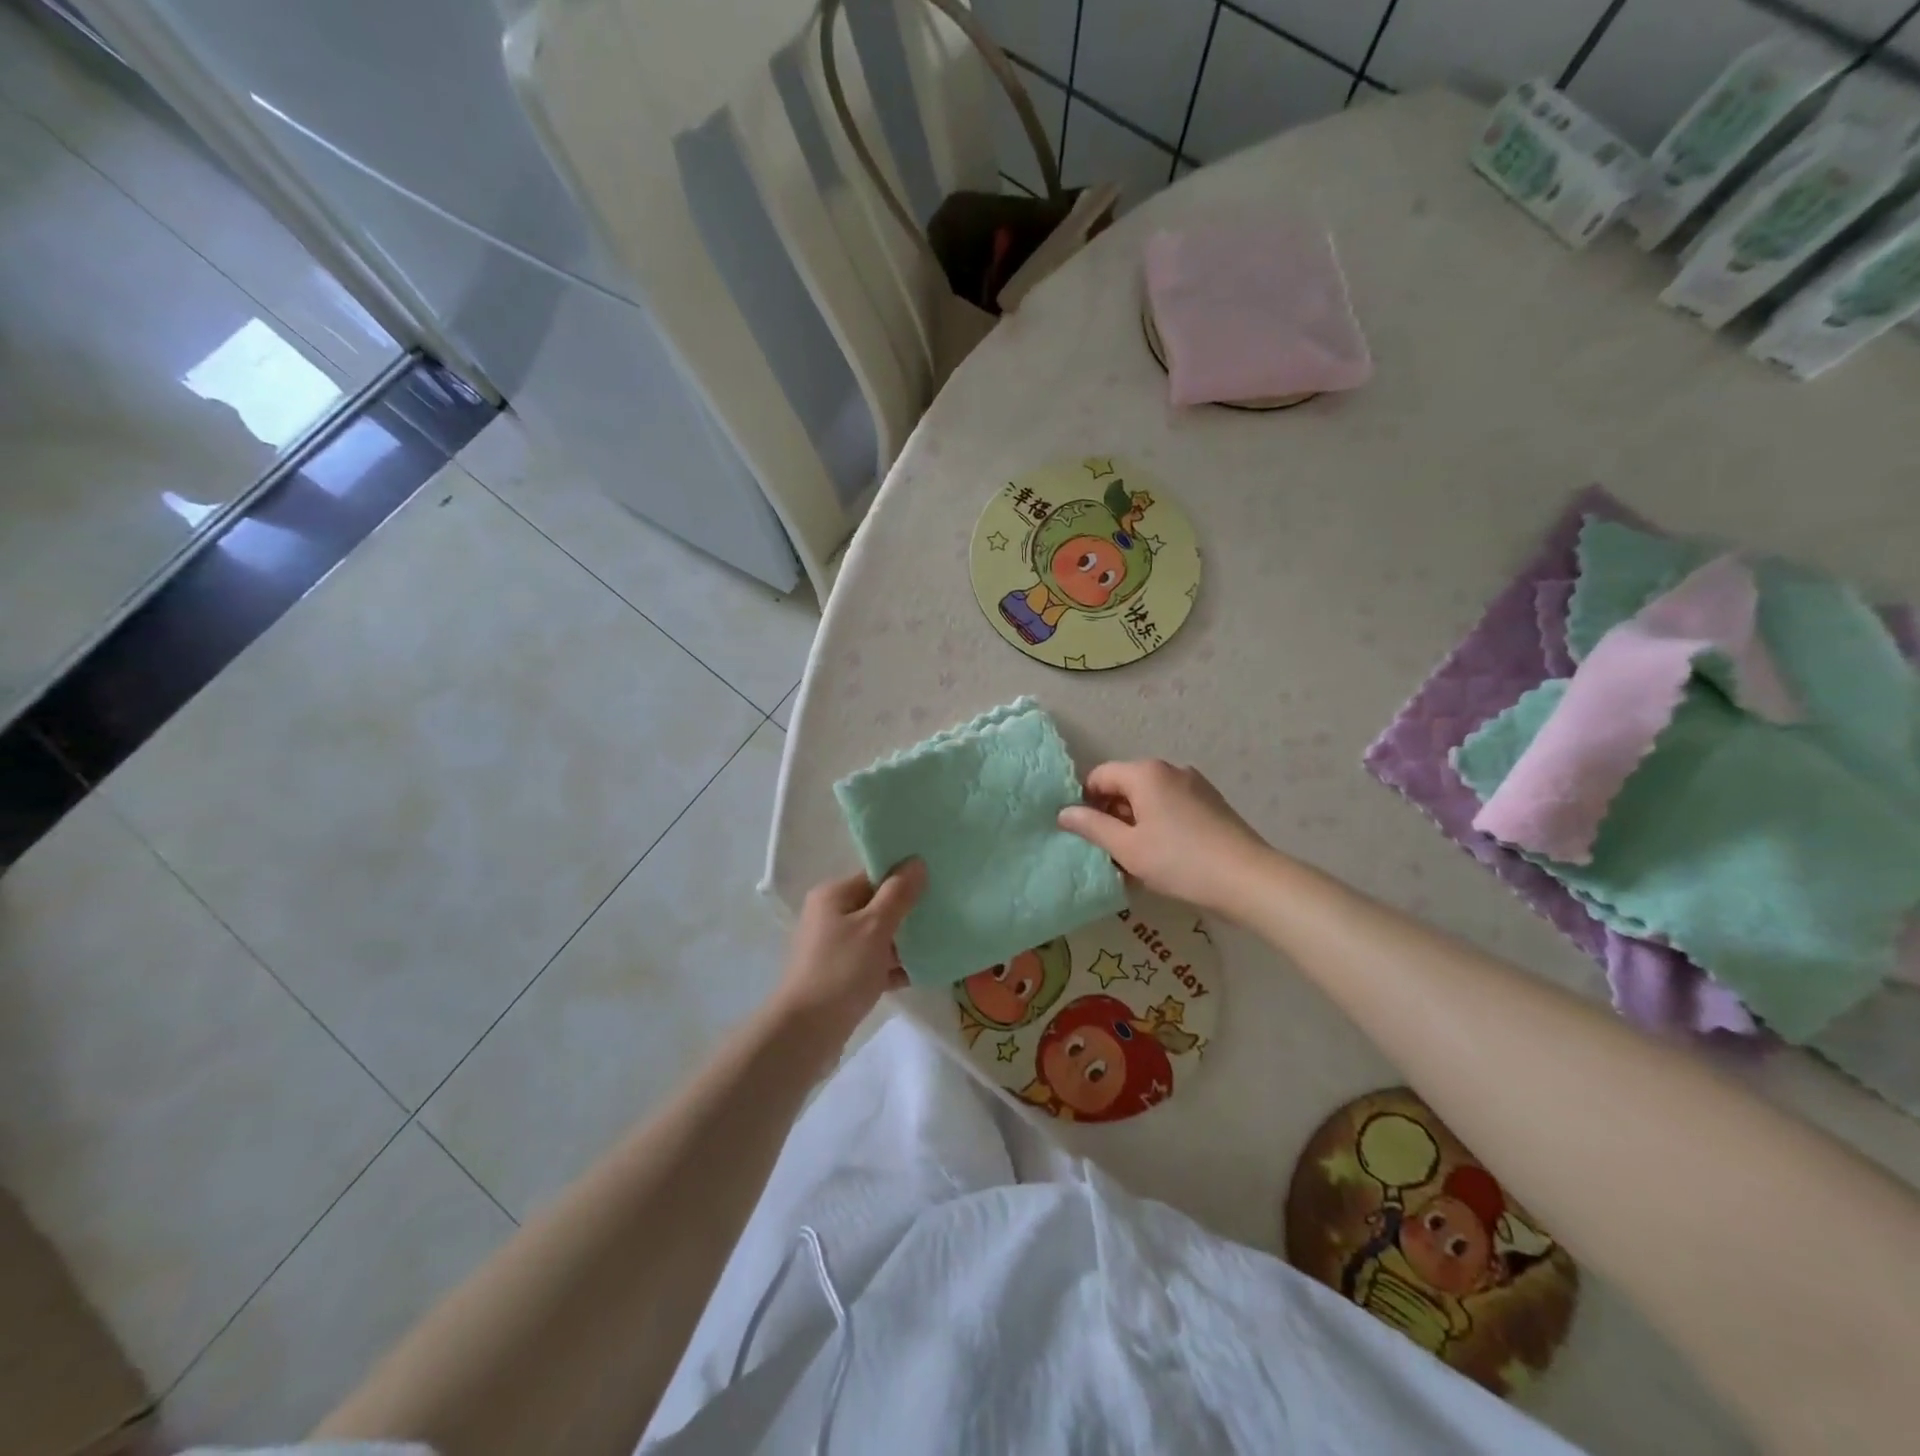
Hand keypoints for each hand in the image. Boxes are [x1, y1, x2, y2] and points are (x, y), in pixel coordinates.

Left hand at [772, 860, 925, 1044]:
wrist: (807, 1031)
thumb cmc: (841, 969)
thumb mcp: (875, 926)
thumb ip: (899, 894)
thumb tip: (916, 861)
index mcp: (833, 895)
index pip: (874, 875)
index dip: (904, 878)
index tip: (936, 883)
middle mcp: (830, 916)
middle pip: (877, 905)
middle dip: (908, 911)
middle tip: (943, 912)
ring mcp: (835, 948)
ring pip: (878, 936)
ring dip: (905, 941)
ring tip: (940, 942)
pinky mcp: (842, 976)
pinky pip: (874, 963)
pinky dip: (895, 966)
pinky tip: (923, 971)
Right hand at [1057, 760, 1272, 914]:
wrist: (1248, 879)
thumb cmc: (1179, 861)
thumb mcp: (1127, 848)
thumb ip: (1092, 827)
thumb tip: (1064, 812)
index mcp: (1146, 773)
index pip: (1100, 776)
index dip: (1085, 802)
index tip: (1085, 834)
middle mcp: (1170, 770)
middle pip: (1126, 786)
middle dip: (1112, 815)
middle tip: (1108, 852)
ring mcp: (1195, 785)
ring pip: (1150, 800)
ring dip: (1135, 824)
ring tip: (1135, 861)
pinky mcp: (1212, 804)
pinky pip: (1172, 808)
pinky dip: (1159, 826)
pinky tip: (1163, 858)